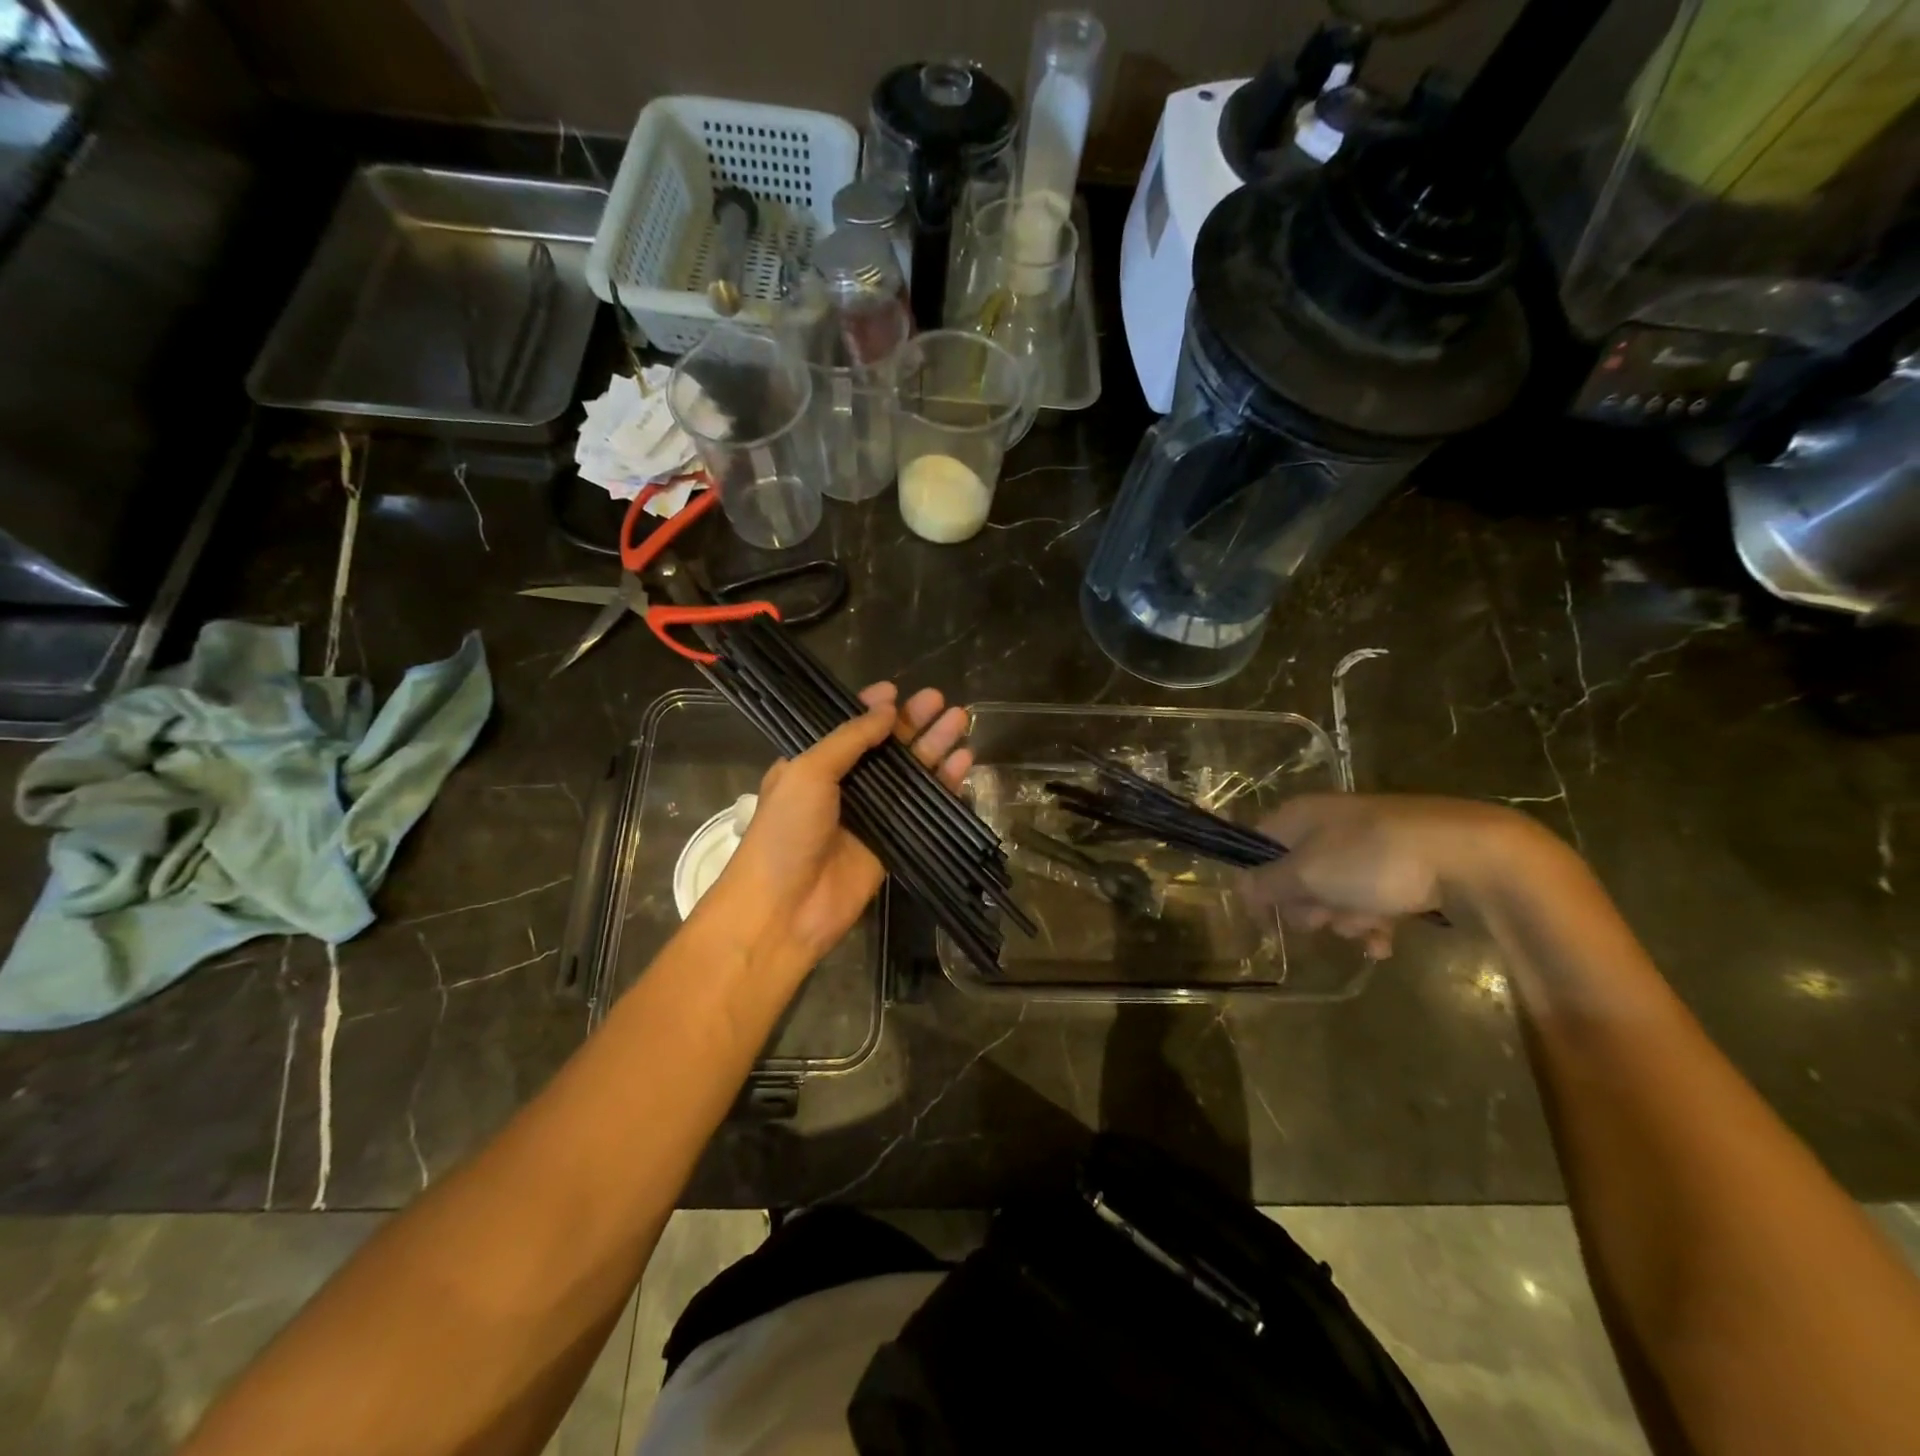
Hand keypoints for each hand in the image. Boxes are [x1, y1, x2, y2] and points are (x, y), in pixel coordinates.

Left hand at [702, 682, 971, 980]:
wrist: (784, 908)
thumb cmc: (786, 831)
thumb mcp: (807, 772)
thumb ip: (850, 739)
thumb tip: (888, 708)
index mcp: (813, 764)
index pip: (847, 728)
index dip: (871, 708)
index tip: (896, 690)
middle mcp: (844, 785)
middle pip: (886, 747)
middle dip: (913, 722)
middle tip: (941, 699)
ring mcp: (871, 814)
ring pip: (909, 774)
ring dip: (934, 747)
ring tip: (961, 720)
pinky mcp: (894, 842)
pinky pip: (923, 808)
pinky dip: (944, 785)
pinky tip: (964, 761)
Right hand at [1242, 794, 1530, 959]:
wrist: (1469, 855)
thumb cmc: (1372, 860)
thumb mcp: (1307, 873)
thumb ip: (1267, 883)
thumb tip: (1241, 889)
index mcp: (1300, 816)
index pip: (1258, 847)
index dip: (1256, 882)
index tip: (1266, 916)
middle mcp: (1329, 826)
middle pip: (1297, 875)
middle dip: (1309, 906)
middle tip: (1325, 917)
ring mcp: (1368, 846)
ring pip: (1336, 893)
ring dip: (1345, 918)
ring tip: (1368, 925)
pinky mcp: (1402, 866)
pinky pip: (1372, 899)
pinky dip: (1375, 921)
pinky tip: (1386, 940)